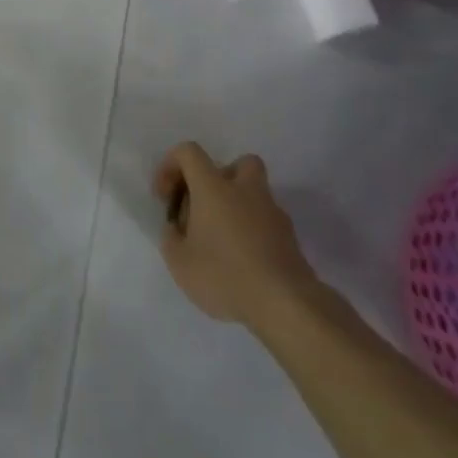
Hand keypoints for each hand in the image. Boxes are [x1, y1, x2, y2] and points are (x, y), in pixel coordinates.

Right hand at [152, 143, 320, 327]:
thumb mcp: (179, 262)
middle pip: (237, 163)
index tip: (166, 197)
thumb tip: (177, 227)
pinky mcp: (291, 238)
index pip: (189, 152)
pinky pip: (267, 222)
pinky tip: (245, 261)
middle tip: (206, 207)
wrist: (286, 305)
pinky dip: (254, 231)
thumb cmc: (225, 276)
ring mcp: (273, 213)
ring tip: (224, 240)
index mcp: (213, 188)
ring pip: (256, 193)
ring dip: (239, 206)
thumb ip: (172, 237)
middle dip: (219, 178)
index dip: (171, 166)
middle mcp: (245, 191)